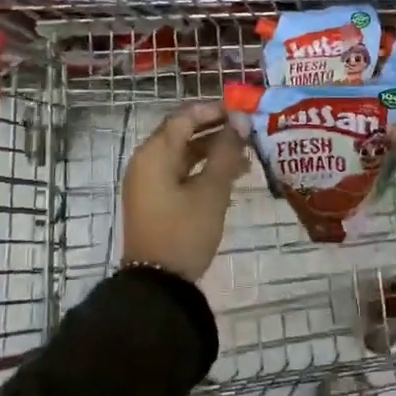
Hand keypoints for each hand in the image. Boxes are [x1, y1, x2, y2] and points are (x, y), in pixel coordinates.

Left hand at [120, 102, 248, 282]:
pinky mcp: (154, 200)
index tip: (243, 111)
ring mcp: (147, 182)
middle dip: (216, 130)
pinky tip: (230, 177)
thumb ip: (226, 151)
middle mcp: (146, 161)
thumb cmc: (184, 231)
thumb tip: (240, 120)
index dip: (214, 110)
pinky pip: (179, 173)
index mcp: (154, 153)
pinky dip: (202, 170)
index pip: (185, 116)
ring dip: (212, 151)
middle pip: (183, 133)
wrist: (158, 286)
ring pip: (183, 155)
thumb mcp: (211, 190)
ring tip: (247, 156)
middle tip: (249, 132)